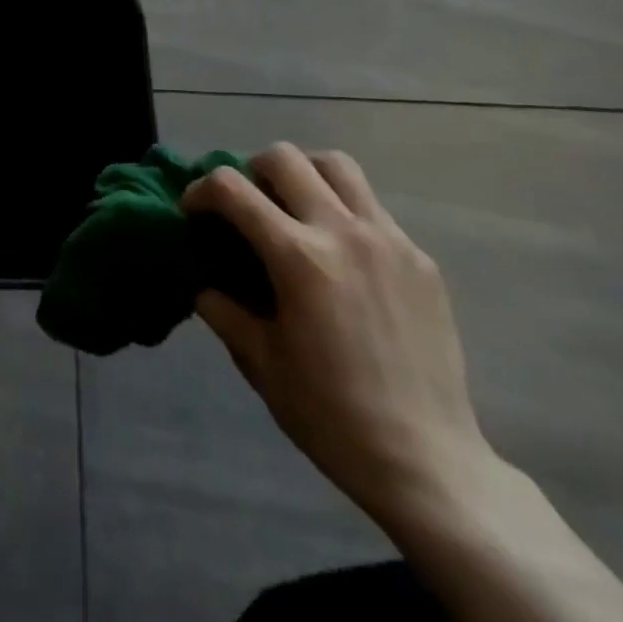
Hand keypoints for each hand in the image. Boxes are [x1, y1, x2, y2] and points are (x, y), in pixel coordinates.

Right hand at [183, 143, 496, 525]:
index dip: (201, 190)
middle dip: (251, 170)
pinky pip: (373, 208)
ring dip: (304, 174)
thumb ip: (222, 308)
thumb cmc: (331, 415)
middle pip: (285, 158)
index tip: (194, 212)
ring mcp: (389, 240)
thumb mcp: (259, 362)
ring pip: (337, 165)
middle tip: (246, 204)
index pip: (232, 188)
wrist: (428, 464)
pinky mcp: (420, 258)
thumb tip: (202, 279)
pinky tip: (341, 255)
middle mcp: (344, 232)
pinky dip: (344, 211)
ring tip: (295, 207)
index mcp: (299, 258)